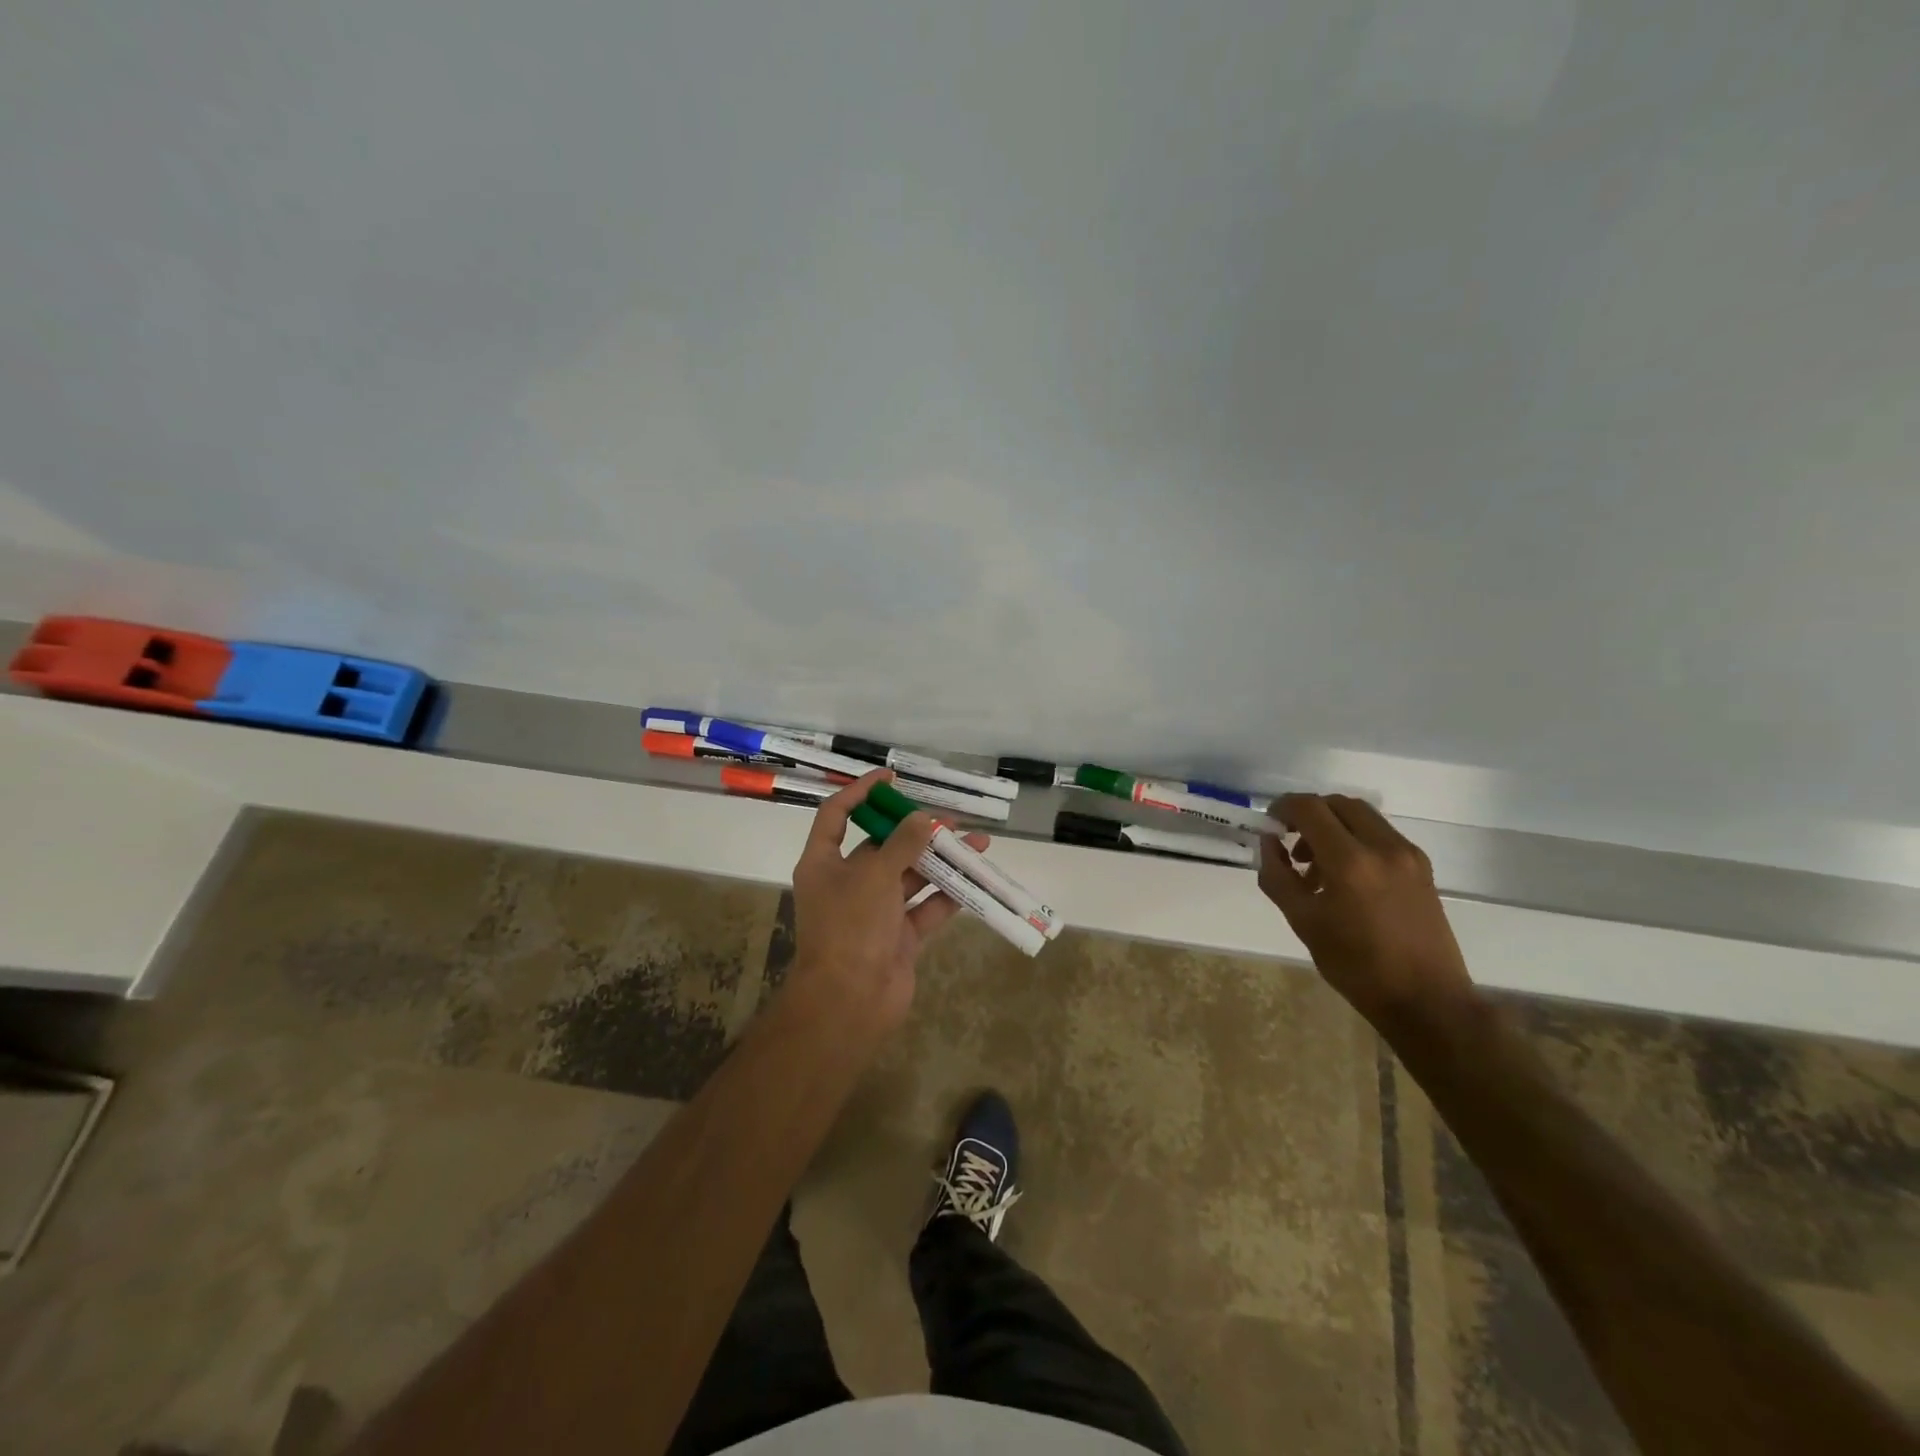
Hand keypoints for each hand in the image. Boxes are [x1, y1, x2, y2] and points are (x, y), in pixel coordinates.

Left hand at [787, 769, 988, 1038]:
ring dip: (941, 860)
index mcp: (824, 864)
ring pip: (911, 876)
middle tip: (949, 817)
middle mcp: (848, 883)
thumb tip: (922, 818)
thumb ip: (902, 844)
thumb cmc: (851, 927)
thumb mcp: (874, 876)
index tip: (890, 777)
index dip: (860, 792)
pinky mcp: (899, 936)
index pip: (836, 815)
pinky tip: (975, 878)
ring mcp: (875, 912)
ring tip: (977, 842)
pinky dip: (949, 894)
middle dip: (916, 830)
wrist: (850, 1002)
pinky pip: (926, 908)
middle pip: (882, 846)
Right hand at [1258, 794, 1473, 1025]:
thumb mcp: (1302, 921)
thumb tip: (1268, 842)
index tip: (1269, 824)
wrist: (1426, 999)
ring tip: (1315, 866)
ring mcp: (1407, 855)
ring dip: (1332, 826)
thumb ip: (1278, 875)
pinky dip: (1355, 839)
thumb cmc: (1356, 966)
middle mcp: (1383, 847)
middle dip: (1309, 814)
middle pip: (1338, 803)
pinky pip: (1380, 835)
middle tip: (1290, 841)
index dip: (1283, 808)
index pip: (1309, 808)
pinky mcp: (1422, 867)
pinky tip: (1345, 877)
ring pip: (1362, 816)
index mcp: (1349, 861)